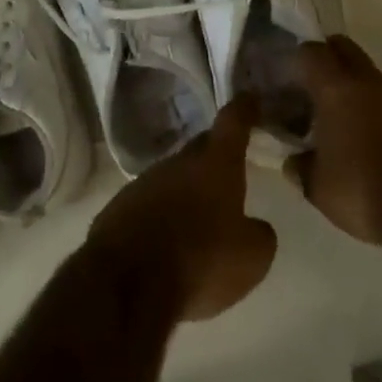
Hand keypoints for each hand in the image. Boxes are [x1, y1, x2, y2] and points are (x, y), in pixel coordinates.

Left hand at [84, 95, 277, 321]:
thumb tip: (255, 227)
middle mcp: (180, 162)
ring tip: (200, 213)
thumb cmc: (200, 260)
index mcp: (216, 163)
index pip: (233, 121)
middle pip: (203, 146)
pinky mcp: (121, 206)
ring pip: (175, 175)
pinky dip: (164, 212)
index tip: (251, 98)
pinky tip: (168, 239)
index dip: (244, 108)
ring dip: (188, 187)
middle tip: (231, 165)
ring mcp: (146, 181)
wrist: (125, 283)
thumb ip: (260, 235)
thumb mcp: (251, 258)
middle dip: (217, 152)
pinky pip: (151, 201)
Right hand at [287, 36, 381, 246]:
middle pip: (344, 48)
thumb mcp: (318, 188)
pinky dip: (380, 111)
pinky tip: (376, 143)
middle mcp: (369, 82)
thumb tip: (293, 160)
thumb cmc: (365, 192)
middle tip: (313, 86)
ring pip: (370, 75)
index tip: (289, 79)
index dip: (298, 60)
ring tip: (344, 122)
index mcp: (337, 89)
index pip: (312, 51)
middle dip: (327, 58)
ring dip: (355, 88)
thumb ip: (301, 167)